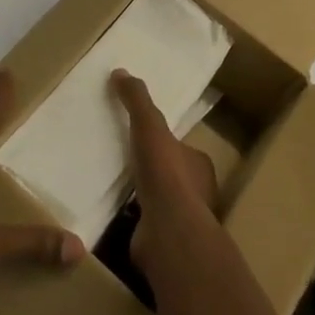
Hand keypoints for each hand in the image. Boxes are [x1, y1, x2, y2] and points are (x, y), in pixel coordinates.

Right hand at [111, 69, 220, 277]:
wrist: (168, 231)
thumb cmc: (165, 173)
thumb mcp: (149, 125)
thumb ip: (137, 99)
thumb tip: (120, 71)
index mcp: (200, 164)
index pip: (182, 147)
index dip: (164, 142)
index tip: (144, 137)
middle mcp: (197, 192)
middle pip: (172, 175)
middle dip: (153, 170)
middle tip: (126, 161)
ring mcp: (182, 220)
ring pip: (161, 202)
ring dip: (143, 196)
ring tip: (115, 188)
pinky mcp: (165, 243)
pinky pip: (147, 225)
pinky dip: (134, 220)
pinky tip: (114, 215)